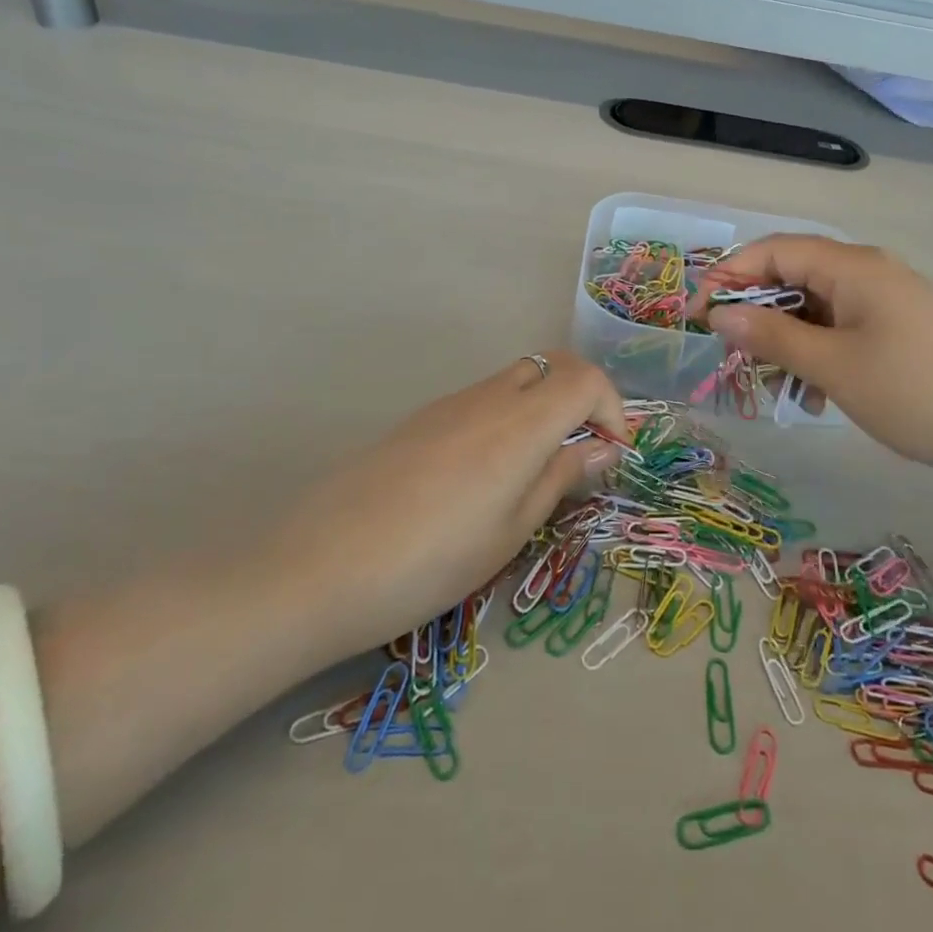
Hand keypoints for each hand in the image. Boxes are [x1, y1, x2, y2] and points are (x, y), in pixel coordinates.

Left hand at [281, 352, 628, 657]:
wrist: (319, 567)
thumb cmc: (432, 561)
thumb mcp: (511, 531)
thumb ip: (560, 478)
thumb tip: (602, 448)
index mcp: (521, 423)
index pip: (586, 378)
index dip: (613, 409)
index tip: (612, 454)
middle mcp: (489, 397)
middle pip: (553, 364)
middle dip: (583, 395)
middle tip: (584, 449)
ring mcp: (450, 403)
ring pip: (517, 379)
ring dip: (544, 406)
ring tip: (538, 468)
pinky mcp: (421, 418)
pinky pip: (483, 399)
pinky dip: (508, 416)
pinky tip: (486, 473)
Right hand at [695, 236, 932, 507]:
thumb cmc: (912, 393)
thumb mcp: (831, 367)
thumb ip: (771, 336)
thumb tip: (720, 314)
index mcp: (853, 266)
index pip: (775, 250)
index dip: (730, 275)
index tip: (698, 314)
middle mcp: (869, 271)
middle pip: (794, 275)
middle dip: (757, 312)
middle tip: (729, 352)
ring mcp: (888, 299)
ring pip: (816, 306)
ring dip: (786, 339)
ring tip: (772, 384)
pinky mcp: (900, 327)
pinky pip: (842, 327)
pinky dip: (817, 352)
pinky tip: (812, 394)